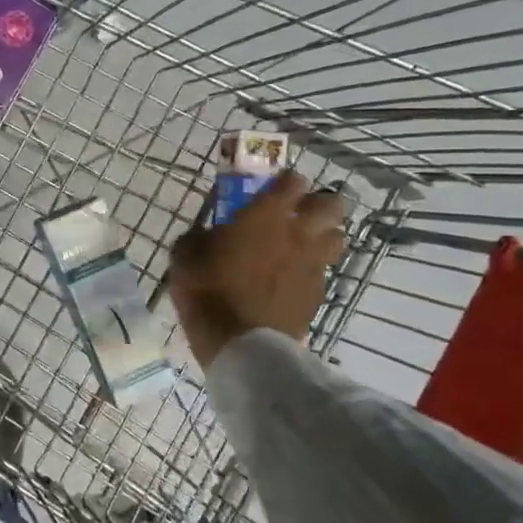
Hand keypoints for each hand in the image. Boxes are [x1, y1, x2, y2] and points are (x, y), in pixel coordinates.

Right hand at [167, 171, 345, 368]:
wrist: (238, 342)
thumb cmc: (207, 290)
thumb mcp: (185, 256)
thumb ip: (199, 237)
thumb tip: (205, 235)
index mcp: (266, 215)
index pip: (292, 181)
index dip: (284, 182)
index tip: (272, 190)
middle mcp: (298, 232)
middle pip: (332, 204)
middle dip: (319, 204)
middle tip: (299, 214)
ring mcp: (313, 263)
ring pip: (337, 237)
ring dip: (324, 236)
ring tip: (303, 246)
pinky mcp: (318, 293)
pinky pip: (323, 271)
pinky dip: (312, 271)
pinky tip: (292, 281)